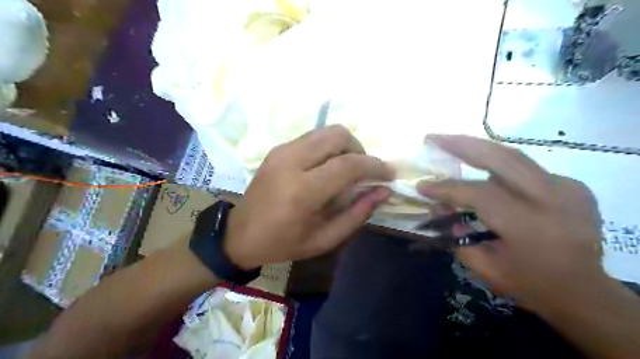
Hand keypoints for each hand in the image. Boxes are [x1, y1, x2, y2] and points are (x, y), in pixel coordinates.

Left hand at [223, 125, 394, 268]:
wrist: (240, 234)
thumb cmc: (283, 243)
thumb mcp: (324, 239)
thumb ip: (357, 214)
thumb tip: (383, 191)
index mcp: (303, 190)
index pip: (349, 164)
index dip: (375, 166)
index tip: (389, 174)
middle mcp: (292, 161)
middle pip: (338, 135)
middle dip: (360, 150)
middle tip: (363, 171)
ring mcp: (282, 151)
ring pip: (326, 132)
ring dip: (344, 146)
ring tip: (347, 169)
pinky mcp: (277, 149)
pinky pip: (312, 138)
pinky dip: (328, 147)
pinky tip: (327, 167)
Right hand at [416, 137, 605, 308]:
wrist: (585, 291)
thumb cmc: (530, 283)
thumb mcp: (485, 266)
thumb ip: (456, 234)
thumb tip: (438, 205)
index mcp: (529, 225)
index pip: (478, 193)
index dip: (446, 188)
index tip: (422, 186)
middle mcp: (552, 198)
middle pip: (500, 158)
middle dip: (462, 144)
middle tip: (433, 138)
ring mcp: (567, 187)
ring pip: (513, 156)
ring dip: (478, 148)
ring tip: (450, 142)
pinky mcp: (572, 185)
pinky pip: (526, 169)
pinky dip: (500, 167)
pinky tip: (484, 170)